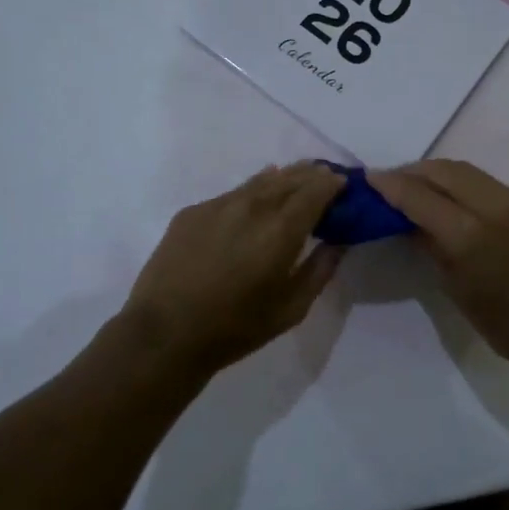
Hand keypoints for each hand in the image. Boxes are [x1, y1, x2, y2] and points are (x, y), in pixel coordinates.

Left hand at [117, 162, 345, 382]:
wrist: (164, 334)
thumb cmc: (235, 328)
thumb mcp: (291, 309)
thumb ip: (320, 270)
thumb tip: (338, 243)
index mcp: (280, 230)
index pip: (315, 190)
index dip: (332, 183)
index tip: (343, 184)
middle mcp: (251, 206)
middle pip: (289, 178)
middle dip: (311, 175)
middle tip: (325, 176)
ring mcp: (218, 205)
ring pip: (259, 181)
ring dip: (283, 178)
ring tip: (295, 179)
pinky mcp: (192, 212)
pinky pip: (232, 194)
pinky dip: (252, 192)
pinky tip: (254, 199)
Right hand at [369, 160, 508, 379]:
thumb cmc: (508, 326)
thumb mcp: (457, 289)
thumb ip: (431, 246)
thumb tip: (408, 220)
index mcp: (470, 234)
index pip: (419, 195)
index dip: (390, 184)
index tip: (366, 179)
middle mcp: (492, 205)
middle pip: (441, 171)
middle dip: (410, 172)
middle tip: (385, 183)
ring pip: (462, 170)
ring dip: (432, 173)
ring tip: (409, 186)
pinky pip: (479, 179)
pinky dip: (454, 180)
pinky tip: (441, 195)